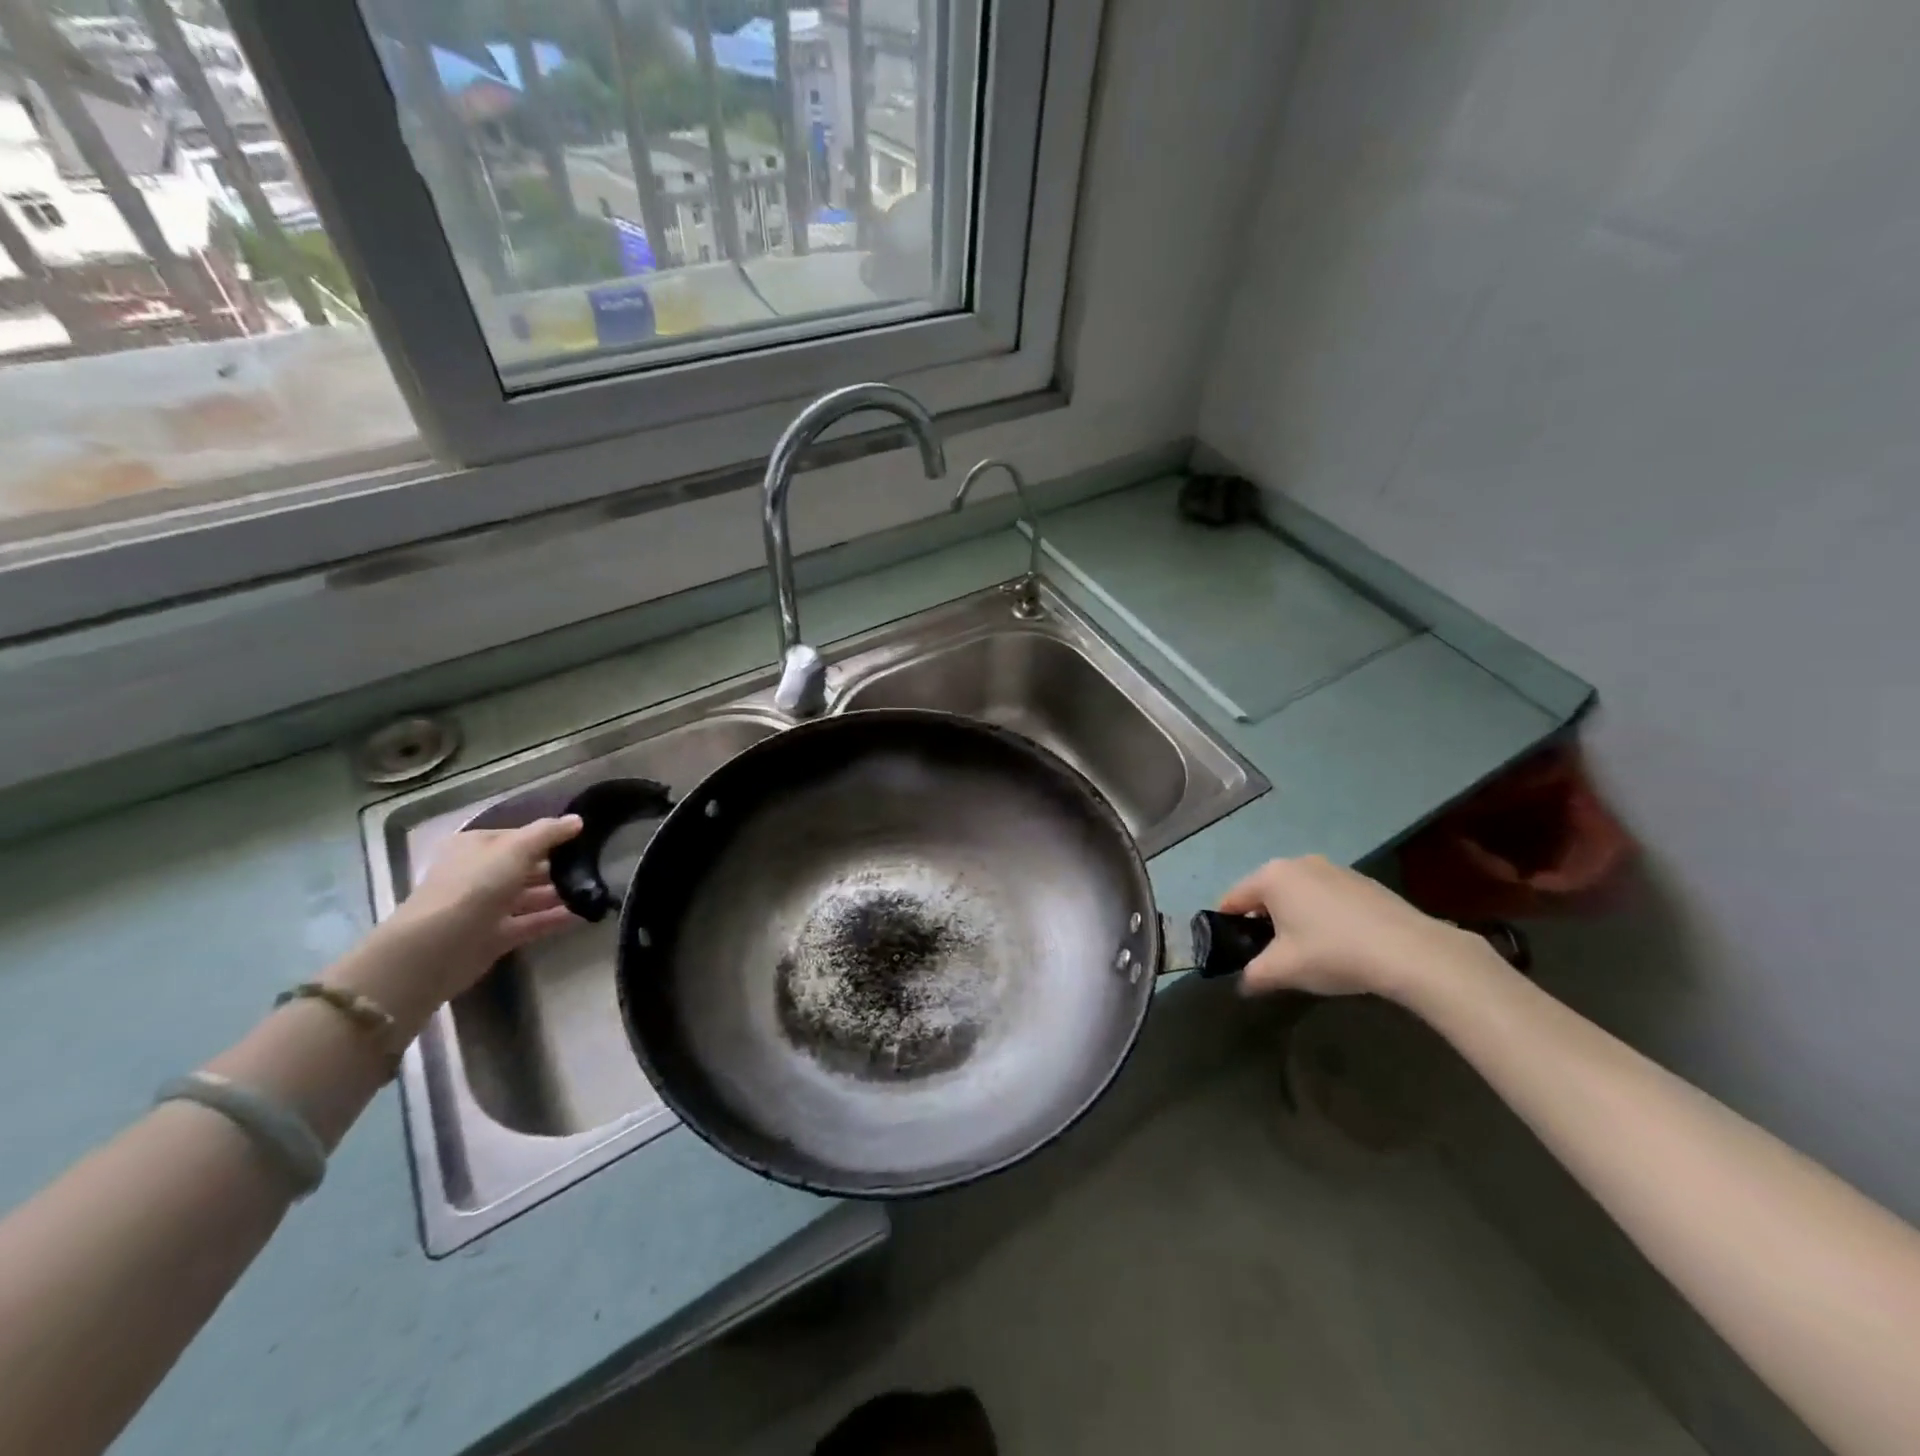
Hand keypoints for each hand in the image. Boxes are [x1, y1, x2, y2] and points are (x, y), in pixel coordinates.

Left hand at [347, 817, 584, 1020]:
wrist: (436, 948)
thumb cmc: (474, 886)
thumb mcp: (515, 849)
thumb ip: (548, 833)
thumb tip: (578, 820)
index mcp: (476, 847)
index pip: (519, 836)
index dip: (550, 836)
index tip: (585, 839)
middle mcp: (480, 874)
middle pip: (526, 866)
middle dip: (558, 866)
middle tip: (598, 865)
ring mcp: (486, 906)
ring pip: (530, 895)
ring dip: (560, 893)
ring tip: (595, 890)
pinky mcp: (495, 936)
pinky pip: (532, 922)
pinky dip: (555, 918)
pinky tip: (584, 914)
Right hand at [1217, 855, 1494, 1001]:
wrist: (1410, 952)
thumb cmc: (1333, 953)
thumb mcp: (1283, 970)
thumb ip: (1253, 975)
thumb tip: (1243, 984)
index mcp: (1271, 876)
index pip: (1232, 899)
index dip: (1226, 926)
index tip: (1232, 952)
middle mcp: (1297, 862)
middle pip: (1265, 894)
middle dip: (1262, 923)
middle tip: (1270, 956)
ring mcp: (1333, 868)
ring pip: (1297, 894)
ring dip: (1293, 918)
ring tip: (1307, 952)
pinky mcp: (1362, 881)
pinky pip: (1326, 897)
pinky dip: (1322, 916)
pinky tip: (1339, 944)